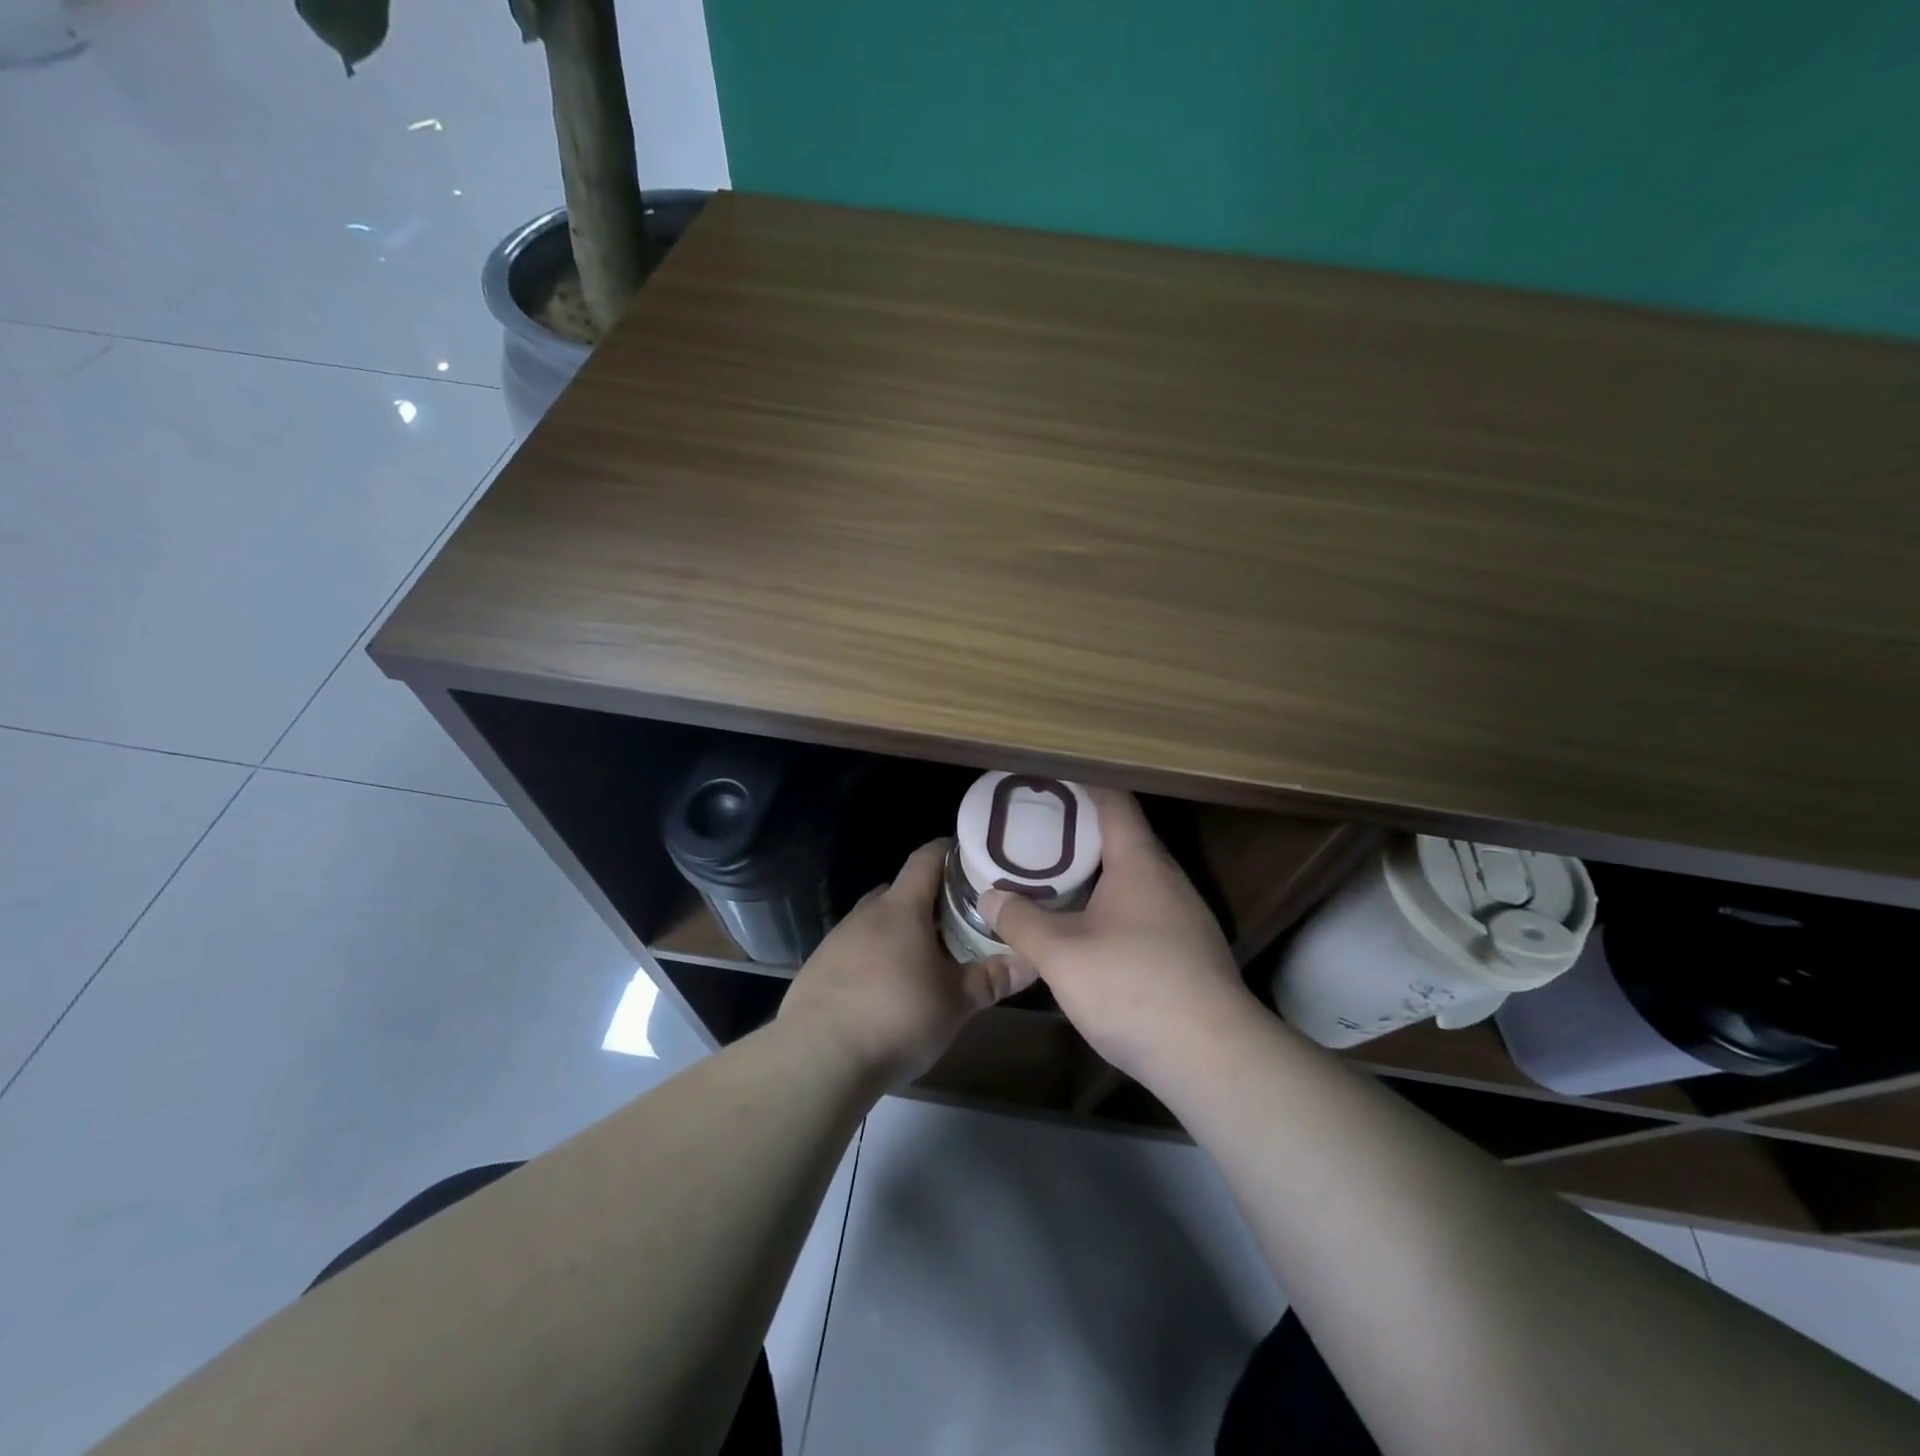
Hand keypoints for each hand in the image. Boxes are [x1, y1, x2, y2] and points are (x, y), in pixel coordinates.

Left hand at [779, 839, 1030, 1086]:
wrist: (818, 1058)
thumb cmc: (896, 1017)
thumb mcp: (955, 1002)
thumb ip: (993, 978)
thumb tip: (1034, 960)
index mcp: (901, 908)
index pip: (926, 859)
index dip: (948, 852)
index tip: (971, 857)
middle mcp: (866, 914)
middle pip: (900, 891)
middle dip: (928, 899)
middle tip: (958, 918)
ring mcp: (837, 940)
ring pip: (876, 922)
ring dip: (900, 931)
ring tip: (926, 957)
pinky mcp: (818, 969)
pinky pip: (855, 950)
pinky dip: (875, 958)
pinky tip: (887, 989)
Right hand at [979, 788, 1260, 1089]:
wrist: (1212, 1057)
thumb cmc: (1132, 988)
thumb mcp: (1061, 955)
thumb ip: (1021, 921)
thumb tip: (990, 895)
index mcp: (1140, 862)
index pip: (1113, 802)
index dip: (1080, 786)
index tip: (1045, 784)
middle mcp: (1168, 878)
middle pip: (1123, 837)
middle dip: (1079, 831)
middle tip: (1035, 834)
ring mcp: (1184, 914)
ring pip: (1134, 876)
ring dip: (1096, 872)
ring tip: (1053, 878)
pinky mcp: (1189, 948)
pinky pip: (1144, 907)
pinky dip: (1112, 903)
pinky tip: (1087, 928)